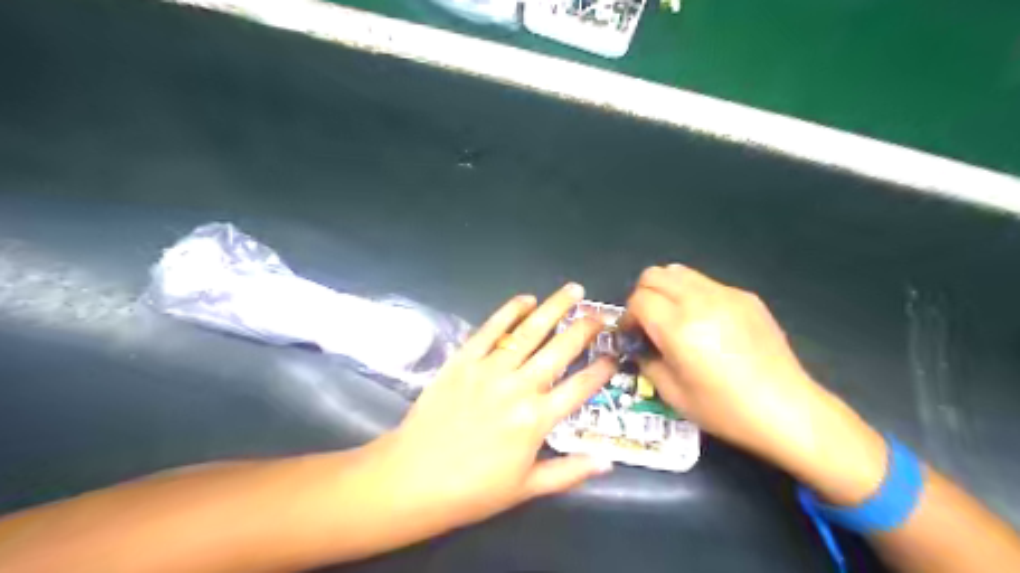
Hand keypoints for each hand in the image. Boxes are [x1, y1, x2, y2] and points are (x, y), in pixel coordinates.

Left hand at [370, 284, 616, 532]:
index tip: (614, 356)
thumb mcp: (526, 489)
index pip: (580, 387)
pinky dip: (509, 311)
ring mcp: (489, 369)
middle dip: (585, 329)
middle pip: (560, 350)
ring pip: (529, 332)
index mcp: (536, 420)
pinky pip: (490, 330)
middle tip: (600, 314)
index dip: (602, 369)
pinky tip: (525, 299)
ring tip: (573, 290)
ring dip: (554, 308)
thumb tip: (608, 462)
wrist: (413, 478)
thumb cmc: (472, 489)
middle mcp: (518, 387)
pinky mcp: (464, 360)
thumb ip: (569, 472)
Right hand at [626, 267, 889, 504]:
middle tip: (649, 323)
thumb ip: (647, 361)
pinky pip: (706, 283)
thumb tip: (639, 345)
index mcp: (678, 327)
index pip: (638, 299)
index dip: (628, 316)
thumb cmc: (725, 409)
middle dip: (643, 296)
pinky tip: (707, 324)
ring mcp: (726, 295)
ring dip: (667, 290)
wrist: (787, 410)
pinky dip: (693, 295)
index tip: (633, 335)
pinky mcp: (746, 297)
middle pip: (654, 275)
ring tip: (674, 318)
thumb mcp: (673, 394)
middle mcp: (700, 301)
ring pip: (680, 272)